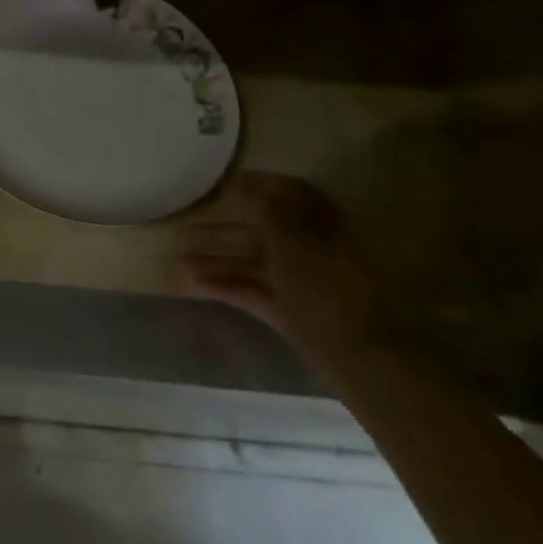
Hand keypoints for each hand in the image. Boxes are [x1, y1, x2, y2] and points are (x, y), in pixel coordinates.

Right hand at [179, 171, 375, 360]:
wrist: (363, 359)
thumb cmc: (328, 290)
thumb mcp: (292, 243)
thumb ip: (266, 210)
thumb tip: (243, 183)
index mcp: (320, 226)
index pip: (289, 195)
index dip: (257, 187)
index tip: (223, 185)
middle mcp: (312, 250)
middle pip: (263, 231)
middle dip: (224, 230)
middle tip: (186, 230)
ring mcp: (302, 284)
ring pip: (255, 263)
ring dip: (219, 259)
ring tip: (179, 261)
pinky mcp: (292, 313)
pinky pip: (255, 291)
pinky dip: (228, 286)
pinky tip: (196, 285)